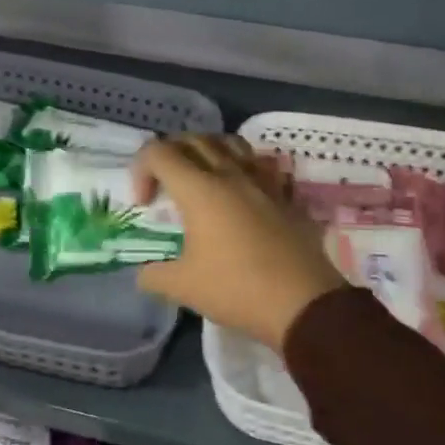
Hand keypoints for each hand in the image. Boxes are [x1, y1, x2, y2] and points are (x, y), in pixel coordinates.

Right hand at [133, 135, 345, 351]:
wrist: (304, 305)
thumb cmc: (237, 290)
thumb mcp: (183, 287)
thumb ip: (154, 275)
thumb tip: (144, 273)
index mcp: (199, 190)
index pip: (159, 152)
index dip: (141, 170)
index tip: (144, 204)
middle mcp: (230, 175)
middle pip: (193, 139)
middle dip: (170, 154)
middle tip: (164, 184)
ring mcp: (263, 182)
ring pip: (231, 143)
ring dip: (208, 151)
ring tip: (202, 178)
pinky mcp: (286, 197)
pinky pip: (262, 166)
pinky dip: (244, 169)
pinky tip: (242, 193)